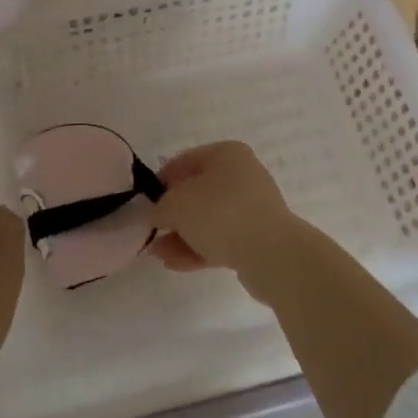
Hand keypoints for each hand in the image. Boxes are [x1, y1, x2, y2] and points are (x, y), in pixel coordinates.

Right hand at [150, 142, 309, 299]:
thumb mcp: (177, 205)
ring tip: (158, 253)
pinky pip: (221, 239)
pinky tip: (174, 263)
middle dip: (172, 213)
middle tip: (153, 230)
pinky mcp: (257, 238)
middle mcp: (242, 175)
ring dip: (182, 235)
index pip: (186, 160)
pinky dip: (198, 248)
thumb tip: (154, 214)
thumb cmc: (220, 213)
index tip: (145, 201)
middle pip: (198, 191)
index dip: (162, 179)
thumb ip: (159, 208)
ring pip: (208, 219)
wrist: (272, 254)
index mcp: (227, 154)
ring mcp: (251, 208)